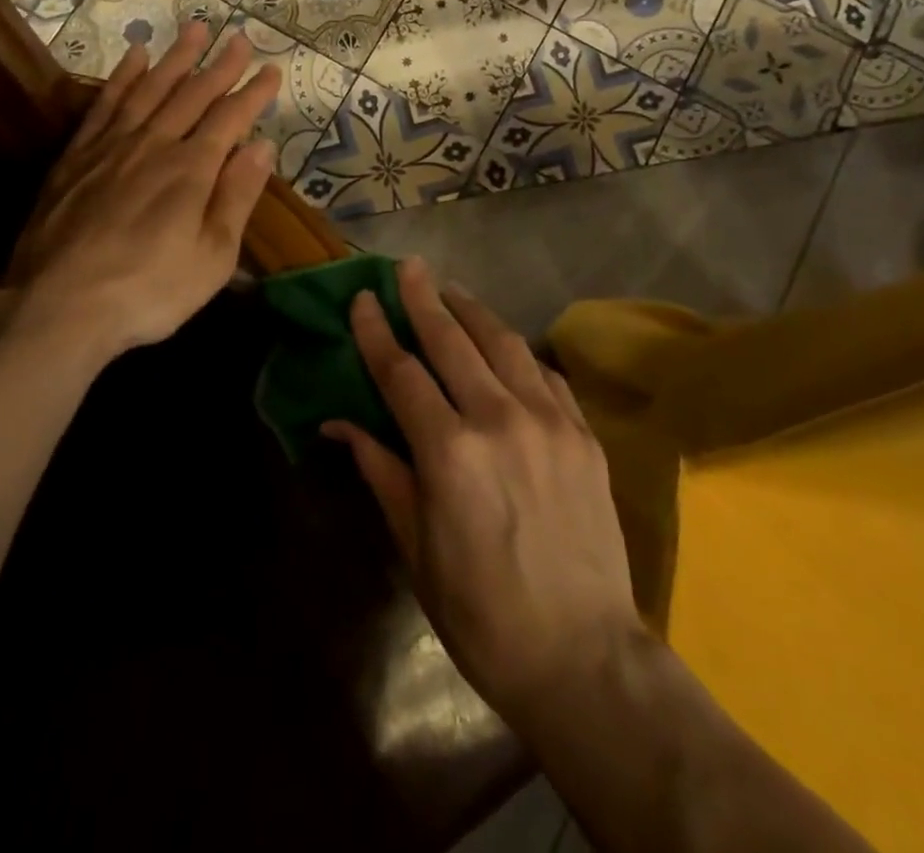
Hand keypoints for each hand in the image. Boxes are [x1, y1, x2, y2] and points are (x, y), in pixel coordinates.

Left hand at [2, 21, 279, 364]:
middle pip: (192, 94)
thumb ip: (237, 197)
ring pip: (150, 89)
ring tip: (195, 29)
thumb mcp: (211, 257)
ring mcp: (111, 146)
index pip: (230, 118)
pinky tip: (134, 58)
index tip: (272, 69)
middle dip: (220, 65)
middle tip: (239, 38)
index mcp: (191, 170)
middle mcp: (154, 145)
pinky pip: (105, 104)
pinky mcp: (77, 156)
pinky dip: (123, 77)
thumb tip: (261, 145)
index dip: (254, 92)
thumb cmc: (147, 291)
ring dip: (175, 58)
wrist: (58, 306)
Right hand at [323, 258, 649, 735]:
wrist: (584, 657)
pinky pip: (545, 374)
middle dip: (423, 298)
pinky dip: (518, 351)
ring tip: (451, 289)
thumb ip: (382, 470)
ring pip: (503, 343)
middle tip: (408, 266)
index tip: (361, 298)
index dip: (376, 332)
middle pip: (452, 340)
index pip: (401, 371)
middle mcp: (499, 419)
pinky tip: (505, 343)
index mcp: (449, 450)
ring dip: (472, 311)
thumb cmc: (481, 612)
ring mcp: (549, 421)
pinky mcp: (584, 434)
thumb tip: (339, 424)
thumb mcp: (416, 547)